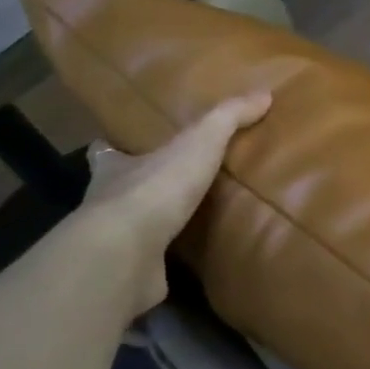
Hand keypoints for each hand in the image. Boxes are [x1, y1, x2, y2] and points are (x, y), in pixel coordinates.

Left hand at [70, 92, 270, 317]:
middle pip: (114, 189)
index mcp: (115, 168)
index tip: (118, 146)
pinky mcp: (127, 274)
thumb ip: (228, 118)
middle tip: (162, 188)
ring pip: (128, 228)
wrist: (127, 253)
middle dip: (133, 188)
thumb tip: (263, 94)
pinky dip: (159, 263)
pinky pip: (146, 264)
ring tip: (180, 226)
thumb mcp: (200, 142)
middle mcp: (106, 203)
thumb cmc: (157, 189)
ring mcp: (114, 243)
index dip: (113, 148)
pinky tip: (183, 264)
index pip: (106, 152)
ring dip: (148, 226)